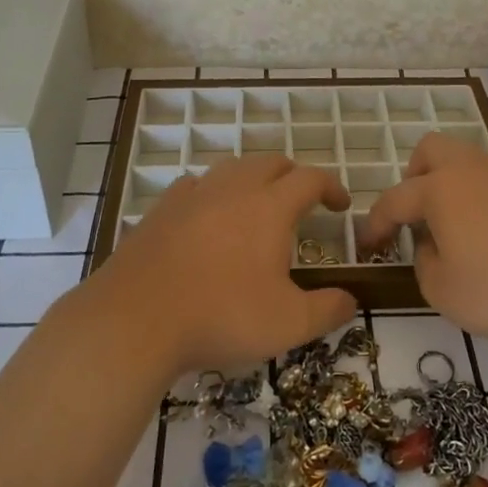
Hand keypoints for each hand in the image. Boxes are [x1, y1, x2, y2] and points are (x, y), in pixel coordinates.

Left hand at [96, 153, 357, 374]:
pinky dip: (211, 193)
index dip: (331, 187)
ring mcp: (192, 195)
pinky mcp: (160, 210)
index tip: (340, 206)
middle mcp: (233, 189)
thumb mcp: (289, 324)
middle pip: (271, 162)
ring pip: (231, 168)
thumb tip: (351, 300)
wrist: (136, 320)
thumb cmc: (221, 317)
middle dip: (293, 176)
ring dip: (252, 179)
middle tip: (302, 202)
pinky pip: (194, 186)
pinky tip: (208, 216)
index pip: (310, 179)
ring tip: (257, 205)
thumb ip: (328, 310)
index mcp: (270, 207)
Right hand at [361, 132, 487, 349]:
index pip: (395, 199)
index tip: (370, 244)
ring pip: (474, 165)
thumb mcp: (444, 293)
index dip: (376, 223)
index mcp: (442, 190)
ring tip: (473, 234)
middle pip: (433, 150)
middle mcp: (476, 168)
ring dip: (461, 190)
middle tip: (421, 215)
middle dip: (416, 177)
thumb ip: (424, 262)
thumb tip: (431, 244)